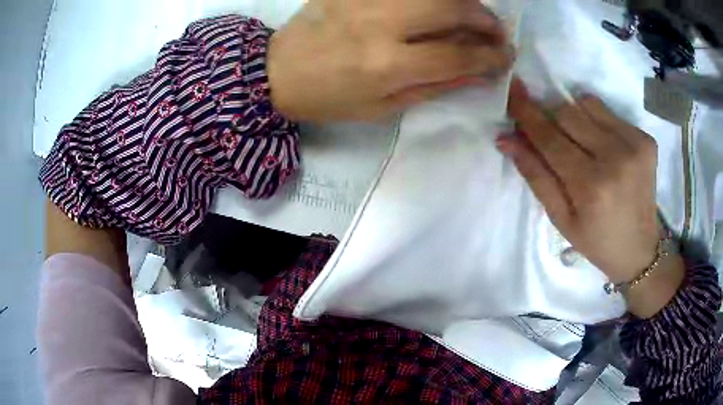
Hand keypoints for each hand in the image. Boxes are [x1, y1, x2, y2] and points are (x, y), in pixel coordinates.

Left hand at [268, 0, 513, 121]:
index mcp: (387, 64)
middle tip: (497, 30)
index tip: (506, 57)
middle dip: (485, 19)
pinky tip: (437, 6)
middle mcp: (380, 23)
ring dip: (463, 1)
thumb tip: (479, 72)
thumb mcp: (383, 107)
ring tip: (473, 14)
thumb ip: (434, 86)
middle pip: (451, 8)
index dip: (490, 56)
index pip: (458, 54)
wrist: (278, 72)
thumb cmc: (330, 98)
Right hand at [499, 80, 662, 284]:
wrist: (640, 248)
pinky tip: (603, 146)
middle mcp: (615, 159)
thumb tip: (506, 139)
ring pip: (588, 104)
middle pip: (567, 112)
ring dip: (574, 116)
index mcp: (591, 187)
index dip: (527, 114)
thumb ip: (536, 176)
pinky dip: (597, 121)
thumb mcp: (561, 219)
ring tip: (580, 142)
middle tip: (549, 133)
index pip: (550, 138)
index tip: (511, 92)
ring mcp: (634, 145)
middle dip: (551, 118)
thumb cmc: (596, 240)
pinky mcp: (645, 139)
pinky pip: (609, 112)